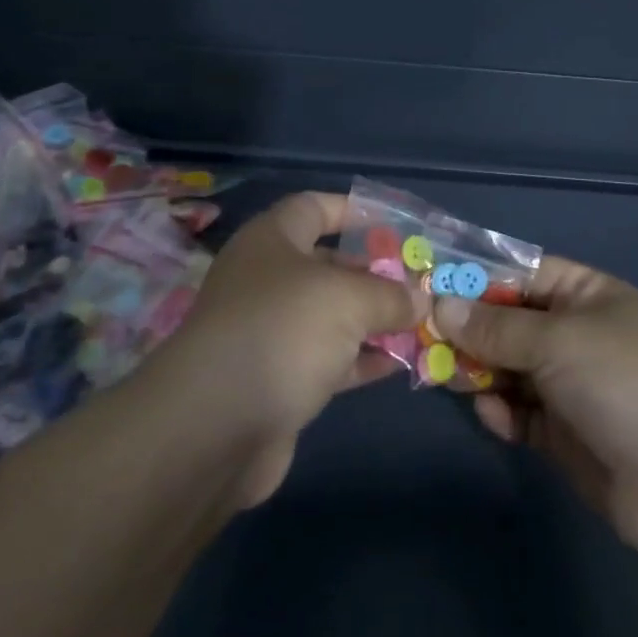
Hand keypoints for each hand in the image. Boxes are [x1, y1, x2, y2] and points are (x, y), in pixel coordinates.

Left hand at [150, 192, 420, 506]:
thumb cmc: (281, 331)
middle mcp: (268, 280)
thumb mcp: (346, 299)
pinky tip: (400, 364)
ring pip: (333, 316)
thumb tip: (421, 299)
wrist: (214, 428)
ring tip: (423, 323)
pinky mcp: (279, 380)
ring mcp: (271, 332)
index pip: (315, 208)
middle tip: (422, 283)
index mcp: (272, 241)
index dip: (354, 211)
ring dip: (376, 320)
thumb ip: (389, 295)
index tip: (397, 225)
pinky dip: (362, 359)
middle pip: (329, 264)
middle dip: (376, 272)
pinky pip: (329, 359)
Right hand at [432, 257, 637, 556]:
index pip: (519, 272)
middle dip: (467, 327)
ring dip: (476, 370)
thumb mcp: (558, 340)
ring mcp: (567, 385)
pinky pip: (517, 412)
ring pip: (506, 367)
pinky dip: (499, 411)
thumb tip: (440, 304)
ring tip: (441, 374)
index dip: (475, 276)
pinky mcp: (561, 433)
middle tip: (419, 334)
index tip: (426, 283)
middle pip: (506, 321)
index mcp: (584, 294)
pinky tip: (490, 413)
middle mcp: (573, 334)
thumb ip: (495, 326)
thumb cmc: (624, 382)